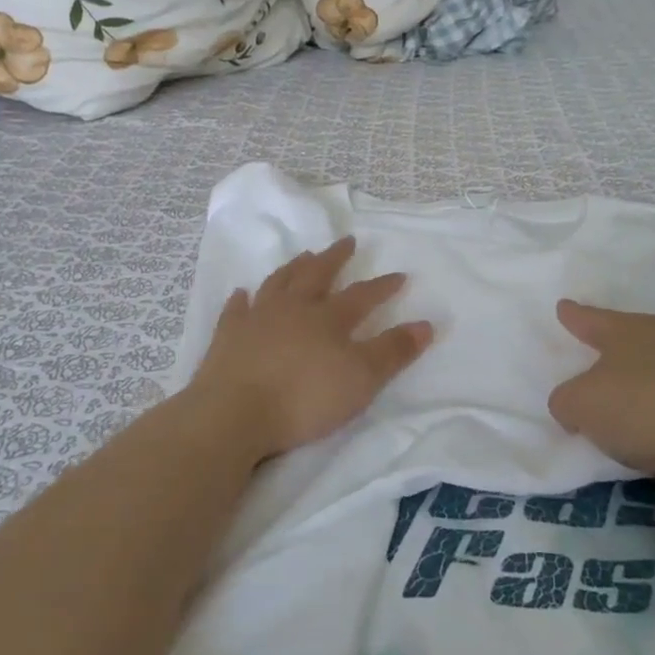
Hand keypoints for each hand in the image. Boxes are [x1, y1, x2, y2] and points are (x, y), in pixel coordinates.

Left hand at [188, 238, 432, 460]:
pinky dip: (241, 300)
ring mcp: (256, 319)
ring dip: (293, 268)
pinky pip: (236, 310)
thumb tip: (426, 324)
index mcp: (328, 318)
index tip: (399, 275)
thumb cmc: (305, 398)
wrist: (234, 412)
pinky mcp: (227, 336)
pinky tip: (242, 294)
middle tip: (346, 241)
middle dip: (335, 258)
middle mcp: (293, 308)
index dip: (382, 286)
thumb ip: (393, 351)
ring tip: (304, 257)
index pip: (362, 295)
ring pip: (278, 283)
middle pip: (317, 275)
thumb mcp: (361, 379)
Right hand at [548, 301, 654, 493]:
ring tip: (615, 395)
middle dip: (606, 344)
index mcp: (626, 329)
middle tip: (588, 348)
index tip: (564, 307)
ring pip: (649, 365)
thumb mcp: (579, 404)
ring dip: (632, 378)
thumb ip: (565, 400)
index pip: (590, 318)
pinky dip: (653, 404)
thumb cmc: (638, 408)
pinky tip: (645, 423)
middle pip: (624, 337)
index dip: (573, 315)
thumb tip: (574, 404)